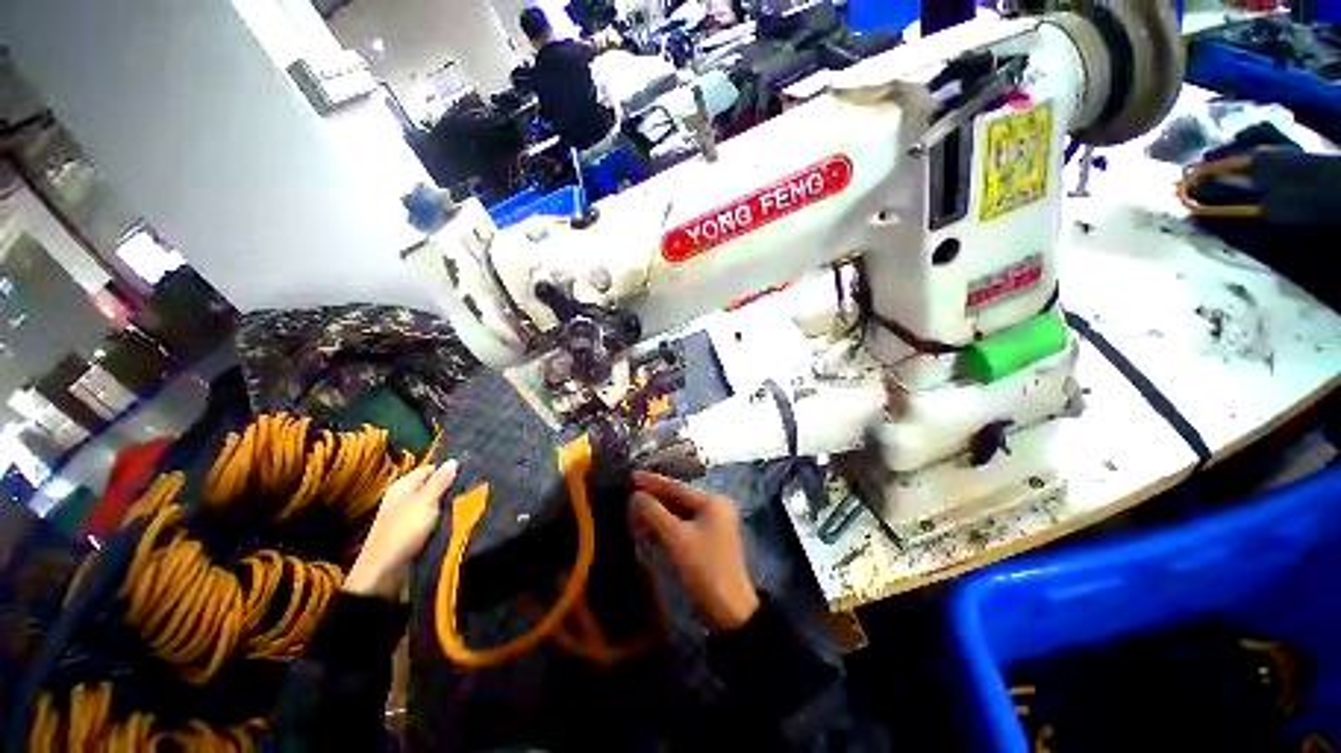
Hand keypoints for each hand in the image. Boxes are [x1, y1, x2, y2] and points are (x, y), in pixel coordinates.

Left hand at [345, 460, 458, 599]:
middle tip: (475, 488)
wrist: (385, 573)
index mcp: (403, 486)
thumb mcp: (425, 502)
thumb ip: (440, 482)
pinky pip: (433, 518)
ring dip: (450, 504)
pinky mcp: (413, 532)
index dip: (448, 470)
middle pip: (433, 486)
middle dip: (451, 488)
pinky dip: (444, 517)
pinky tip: (459, 518)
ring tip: (472, 502)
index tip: (470, 473)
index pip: (430, 469)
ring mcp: (408, 516)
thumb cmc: (403, 531)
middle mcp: (405, 498)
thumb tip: (454, 460)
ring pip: (435, 503)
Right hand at [629, 472, 758, 630]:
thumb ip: (654, 513)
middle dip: (653, 501)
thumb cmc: (704, 568)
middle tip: (629, 501)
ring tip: (634, 518)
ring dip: (656, 516)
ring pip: (678, 513)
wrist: (729, 610)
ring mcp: (712, 524)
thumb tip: (636, 495)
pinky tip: (648, 531)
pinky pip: (682, 526)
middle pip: (677, 498)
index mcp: (712, 501)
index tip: (632, 476)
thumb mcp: (676, 538)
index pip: (677, 487)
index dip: (653, 482)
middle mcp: (714, 507)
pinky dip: (665, 528)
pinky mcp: (707, 540)